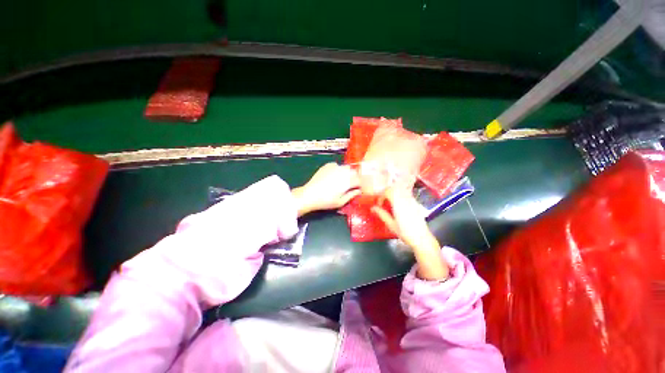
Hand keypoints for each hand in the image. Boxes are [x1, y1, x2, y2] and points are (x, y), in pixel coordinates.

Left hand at [292, 163, 360, 215]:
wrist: (310, 194)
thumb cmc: (326, 201)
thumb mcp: (341, 202)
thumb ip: (352, 195)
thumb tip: (358, 191)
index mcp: (348, 181)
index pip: (359, 180)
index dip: (360, 185)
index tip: (358, 189)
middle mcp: (343, 172)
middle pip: (354, 172)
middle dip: (355, 177)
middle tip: (351, 185)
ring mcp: (335, 167)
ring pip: (346, 168)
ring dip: (347, 173)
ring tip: (342, 180)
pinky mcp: (327, 165)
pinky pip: (337, 166)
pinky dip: (338, 170)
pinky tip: (334, 176)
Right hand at [372, 187, 448, 280]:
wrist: (422, 238)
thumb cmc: (405, 232)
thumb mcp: (391, 224)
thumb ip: (381, 214)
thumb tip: (372, 208)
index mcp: (398, 203)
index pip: (388, 191)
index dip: (381, 196)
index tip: (379, 205)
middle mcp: (405, 199)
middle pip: (394, 188)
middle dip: (386, 193)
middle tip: (383, 202)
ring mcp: (412, 200)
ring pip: (400, 190)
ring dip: (393, 194)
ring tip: (389, 204)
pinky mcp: (416, 203)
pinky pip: (406, 194)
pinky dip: (399, 196)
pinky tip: (398, 206)